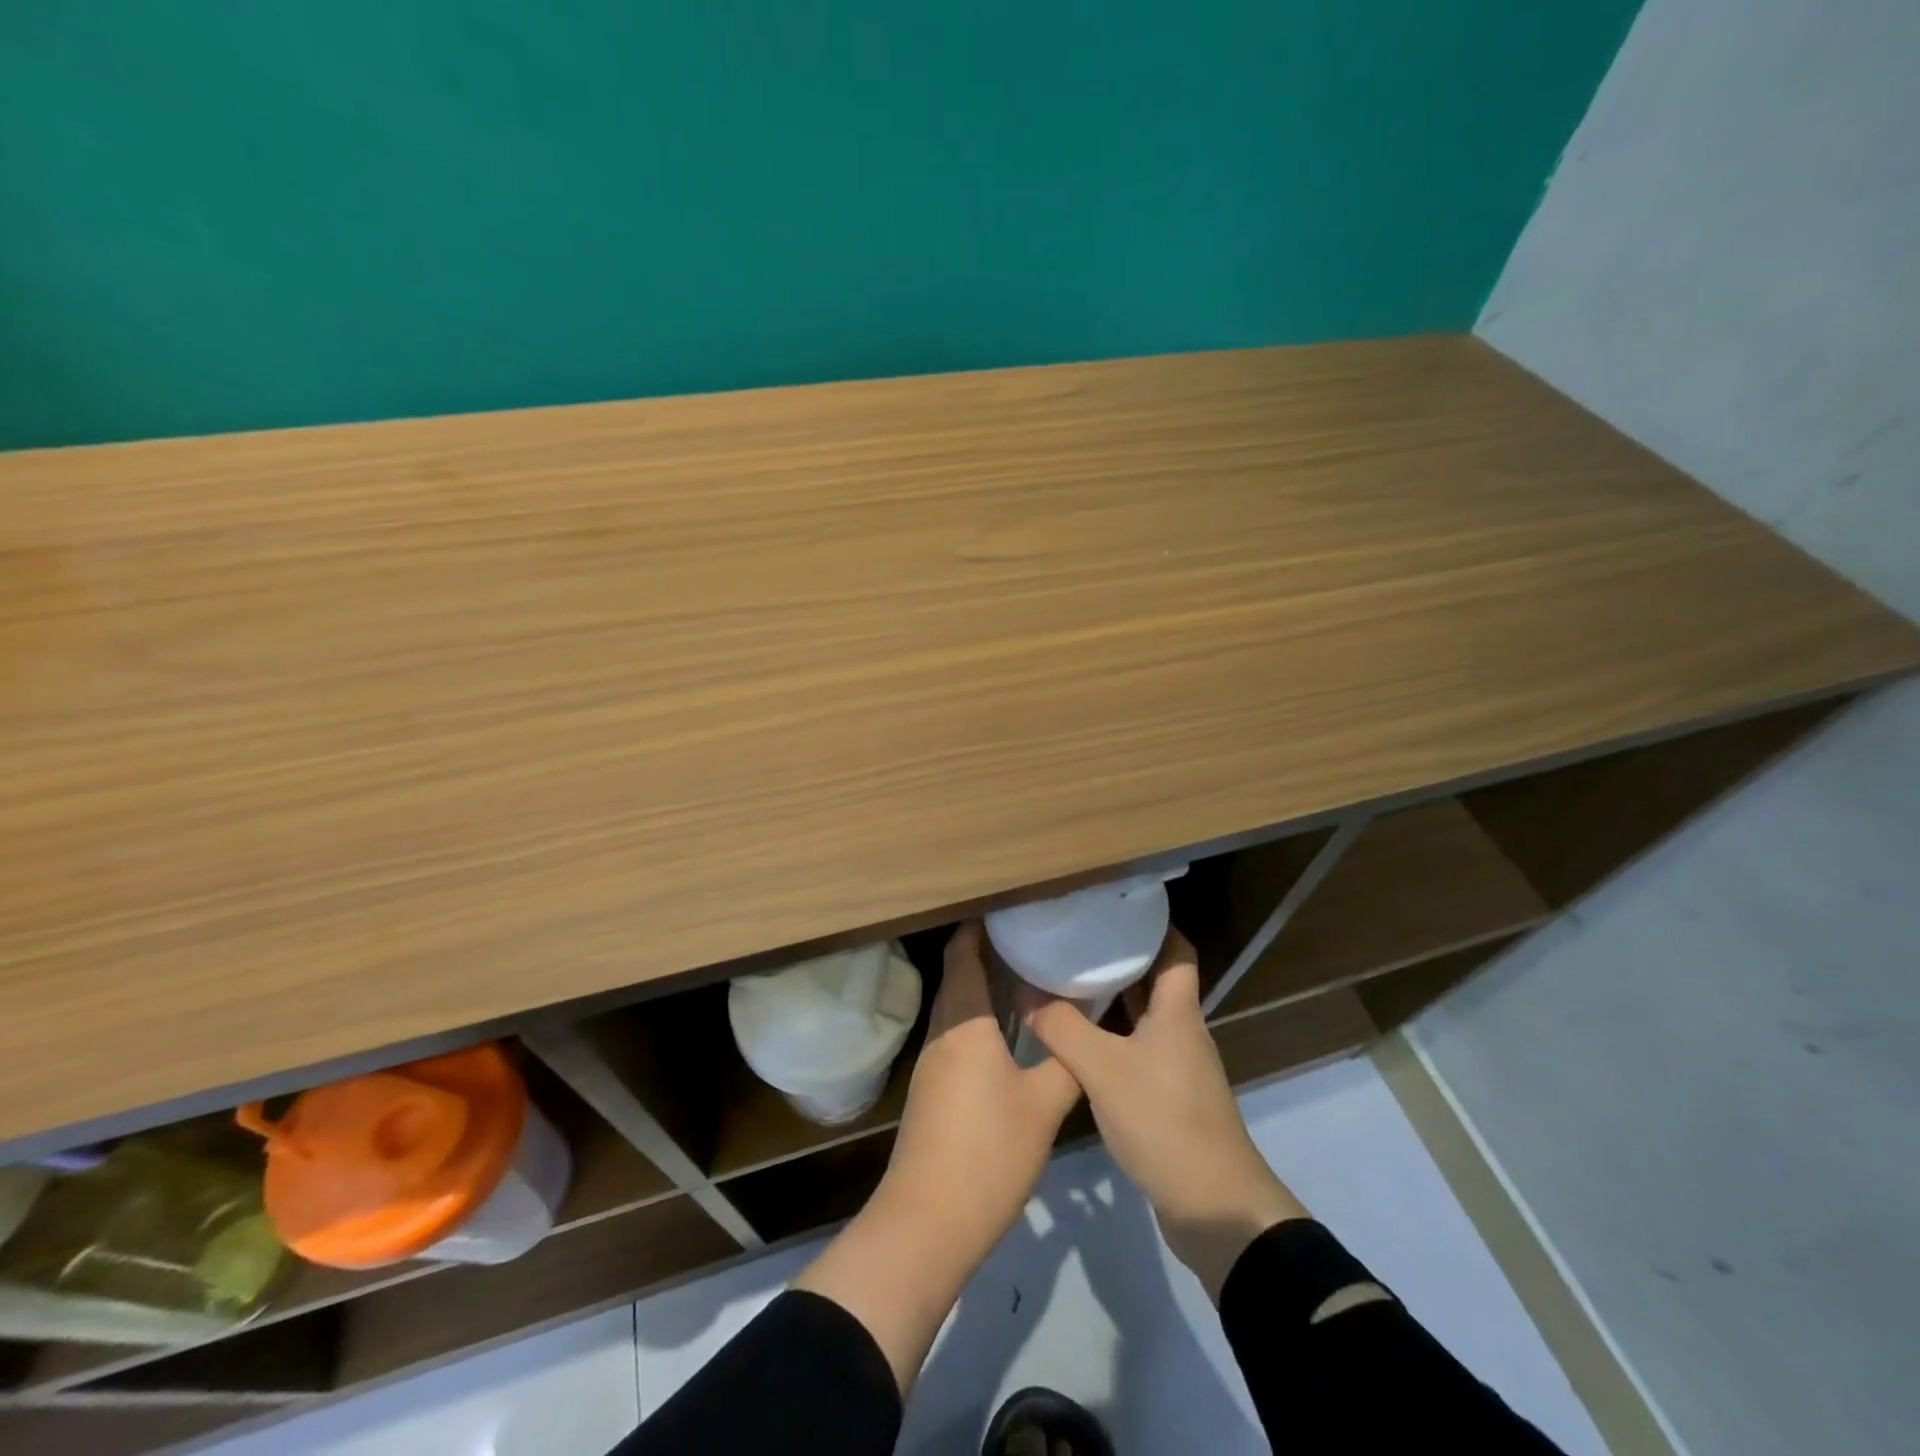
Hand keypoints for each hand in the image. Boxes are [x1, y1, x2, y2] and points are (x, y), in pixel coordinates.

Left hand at [794, 923, 1080, 1393]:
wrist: (928, 1221)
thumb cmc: (988, 1151)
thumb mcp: (1043, 1106)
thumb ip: (1067, 1062)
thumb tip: (1083, 1027)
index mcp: (965, 1022)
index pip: (963, 954)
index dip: (979, 926)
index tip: (1009, 908)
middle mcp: (943, 1032)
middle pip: (958, 976)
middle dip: (986, 952)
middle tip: (1028, 937)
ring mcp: (932, 1062)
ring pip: (957, 1007)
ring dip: (982, 987)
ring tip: (1023, 975)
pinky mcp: (932, 1090)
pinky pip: (956, 1035)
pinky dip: (978, 1019)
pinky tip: (1007, 1033)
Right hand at [1027, 929, 1307, 1299]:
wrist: (1215, 1209)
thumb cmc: (1164, 1122)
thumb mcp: (1103, 1069)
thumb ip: (1061, 1028)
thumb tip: (1025, 991)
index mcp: (1178, 1012)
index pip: (1176, 950)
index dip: (1153, 925)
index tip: (1114, 908)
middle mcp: (1182, 1032)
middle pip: (1157, 981)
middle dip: (1122, 958)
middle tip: (1077, 938)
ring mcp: (1179, 1067)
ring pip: (1145, 1018)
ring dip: (1115, 999)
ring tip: (1070, 980)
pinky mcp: (1170, 1098)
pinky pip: (1139, 1050)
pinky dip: (1113, 1037)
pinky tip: (1081, 1042)